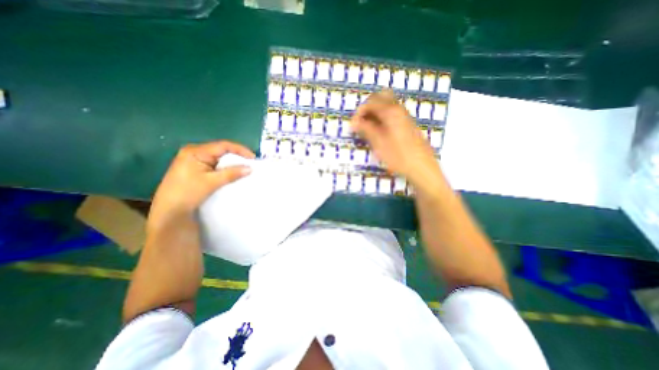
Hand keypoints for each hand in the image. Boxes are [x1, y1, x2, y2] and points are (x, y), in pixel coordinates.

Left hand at [150, 141, 253, 230]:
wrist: (169, 211)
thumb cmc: (188, 193)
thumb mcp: (211, 182)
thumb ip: (231, 173)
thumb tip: (250, 168)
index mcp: (196, 151)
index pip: (224, 145)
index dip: (241, 150)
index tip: (253, 158)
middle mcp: (195, 152)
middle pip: (222, 150)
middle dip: (238, 156)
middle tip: (251, 164)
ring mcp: (195, 161)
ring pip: (220, 158)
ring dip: (232, 163)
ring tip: (245, 168)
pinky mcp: (197, 169)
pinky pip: (216, 165)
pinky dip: (226, 169)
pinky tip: (233, 173)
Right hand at [352, 90, 439, 187]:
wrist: (422, 167)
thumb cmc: (399, 156)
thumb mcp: (379, 143)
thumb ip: (366, 129)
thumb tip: (354, 122)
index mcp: (391, 111)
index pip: (370, 101)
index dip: (359, 112)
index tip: (353, 126)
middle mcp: (399, 109)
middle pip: (380, 97)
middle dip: (368, 107)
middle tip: (361, 121)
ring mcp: (405, 116)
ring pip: (387, 105)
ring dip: (375, 112)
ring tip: (368, 128)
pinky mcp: (407, 124)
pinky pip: (392, 114)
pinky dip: (382, 118)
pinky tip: (379, 132)